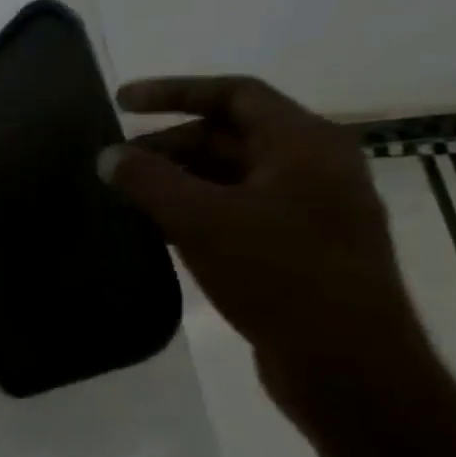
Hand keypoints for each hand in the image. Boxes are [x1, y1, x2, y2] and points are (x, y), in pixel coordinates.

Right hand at [102, 75, 430, 420]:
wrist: (348, 365)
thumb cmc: (278, 274)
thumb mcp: (200, 219)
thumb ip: (147, 179)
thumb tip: (107, 156)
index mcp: (305, 145)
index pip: (234, 94)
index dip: (173, 91)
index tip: (120, 102)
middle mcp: (314, 167)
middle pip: (229, 134)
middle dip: (167, 143)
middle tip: (115, 163)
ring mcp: (310, 209)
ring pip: (230, 174)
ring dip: (177, 177)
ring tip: (127, 194)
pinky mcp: (298, 246)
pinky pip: (236, 208)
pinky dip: (194, 207)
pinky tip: (157, 227)